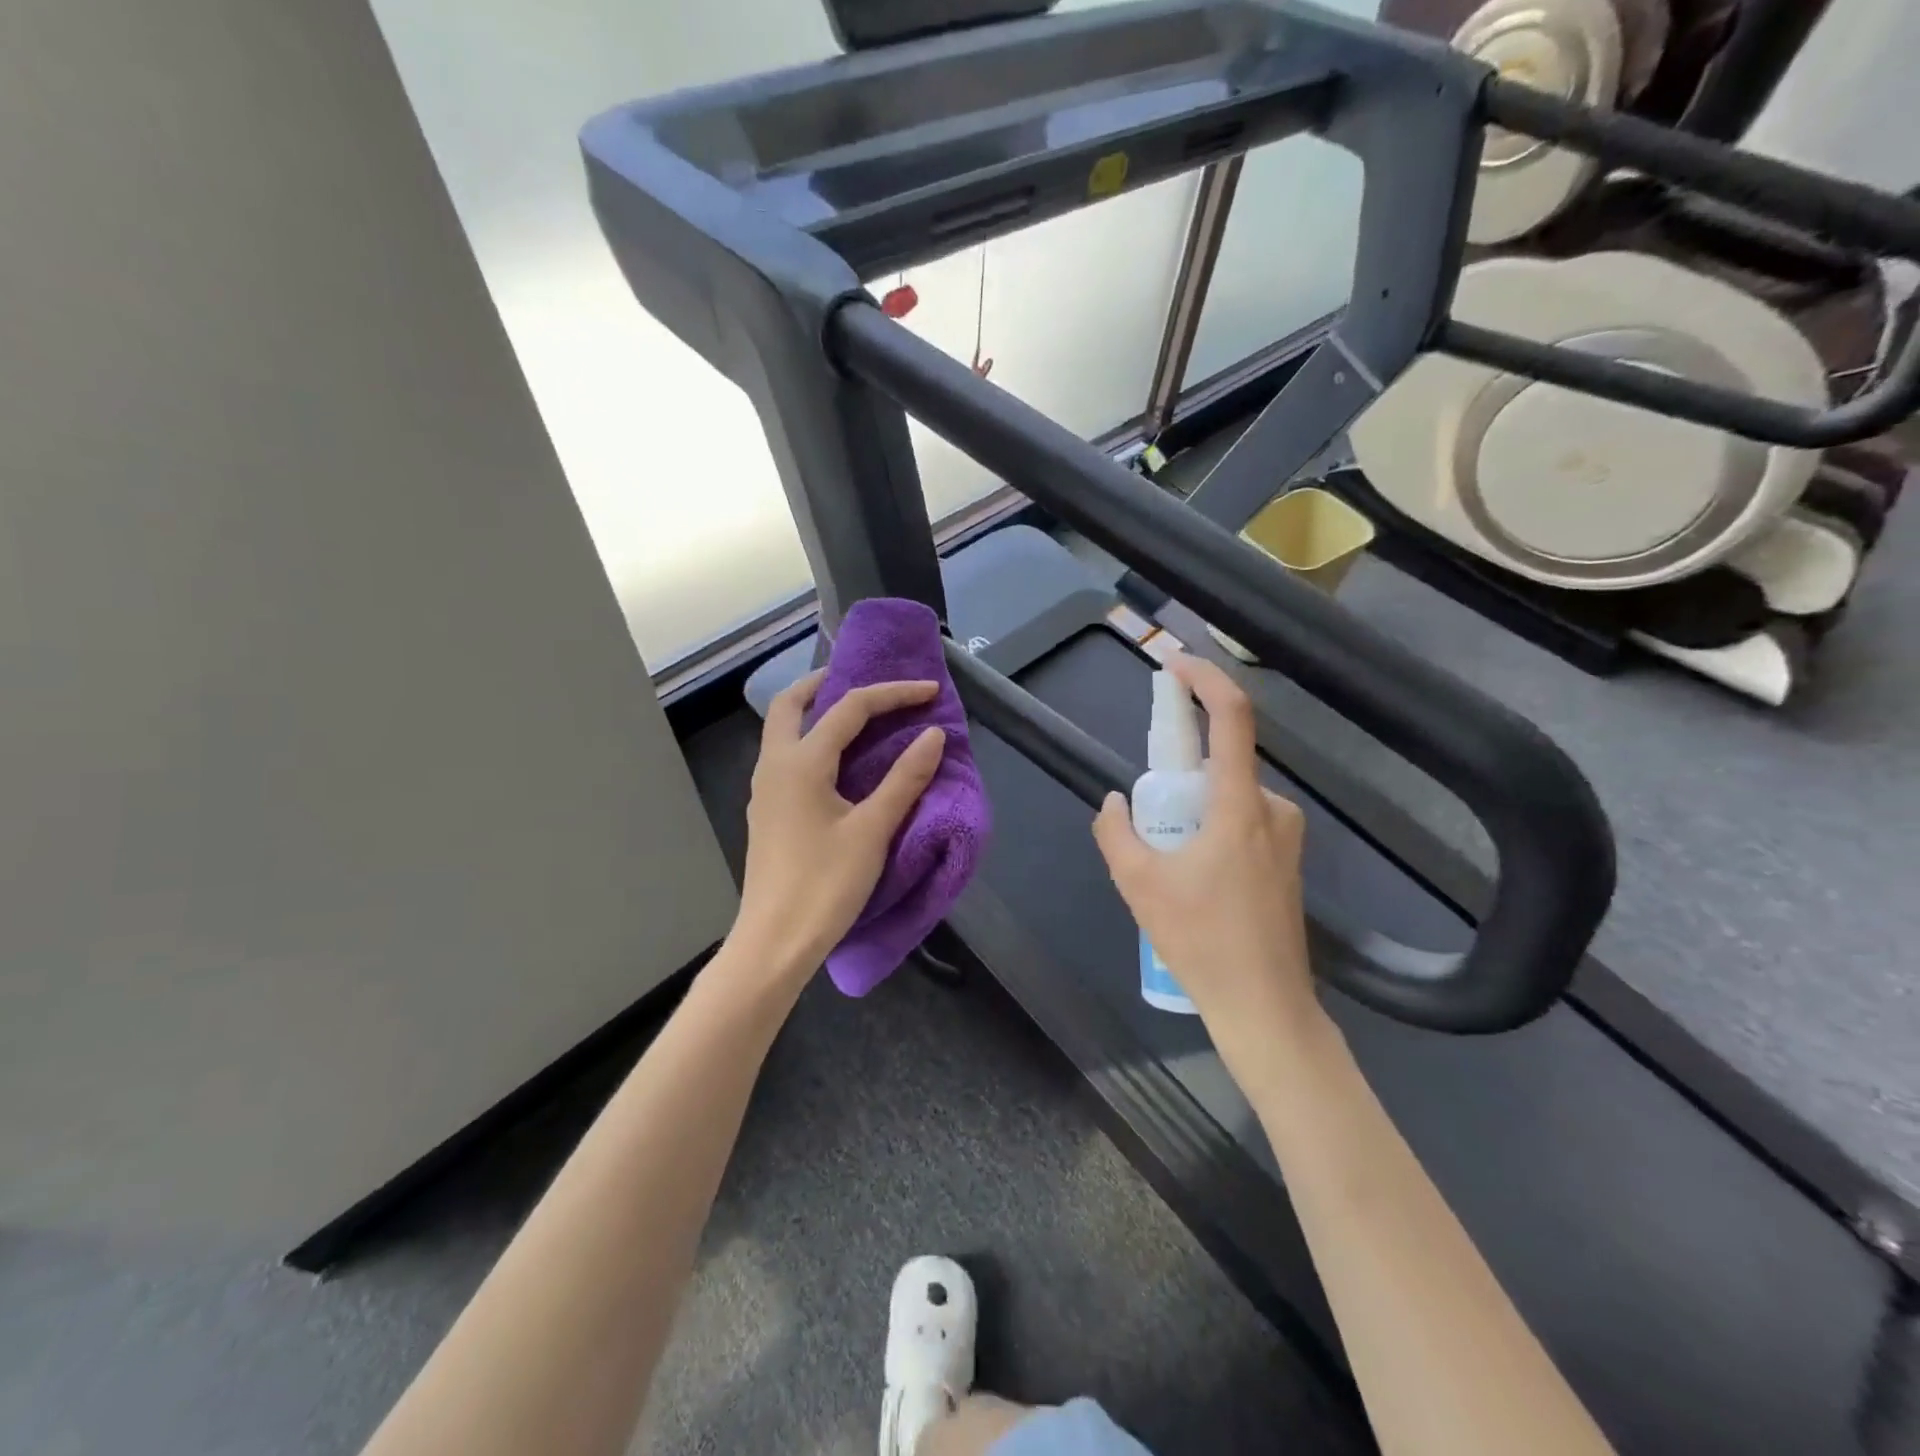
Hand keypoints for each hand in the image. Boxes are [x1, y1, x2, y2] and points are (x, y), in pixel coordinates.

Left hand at [728, 670, 946, 988]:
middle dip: (827, 682)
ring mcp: (765, 789)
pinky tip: (839, 760)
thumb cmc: (825, 885)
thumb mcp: (873, 830)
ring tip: (857, 715)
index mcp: (801, 762)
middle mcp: (775, 765)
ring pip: (783, 729)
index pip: (850, 708)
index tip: (931, 691)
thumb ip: (904, 778)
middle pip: (792, 703)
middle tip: (868, 683)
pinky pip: (786, 755)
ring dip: (816, 710)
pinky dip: (812, 739)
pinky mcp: (768, 811)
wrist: (775, 942)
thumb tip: (933, 735)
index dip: (893, 693)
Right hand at [1091, 654, 1325, 1077]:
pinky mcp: (1289, 859)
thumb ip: (1116, 832)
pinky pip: (1242, 821)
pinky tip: (1196, 883)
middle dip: (1179, 780)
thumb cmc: (1201, 941)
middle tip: (1150, 829)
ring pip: (1229, 797)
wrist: (1265, 1006)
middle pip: (1221, 764)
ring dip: (1194, 813)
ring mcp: (1287, 835)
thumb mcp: (1138, 885)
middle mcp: (1273, 809)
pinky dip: (1212, 831)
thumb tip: (1115, 803)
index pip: (1232, 718)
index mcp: (1240, 806)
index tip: (1175, 664)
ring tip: (1170, 870)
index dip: (1205, 679)